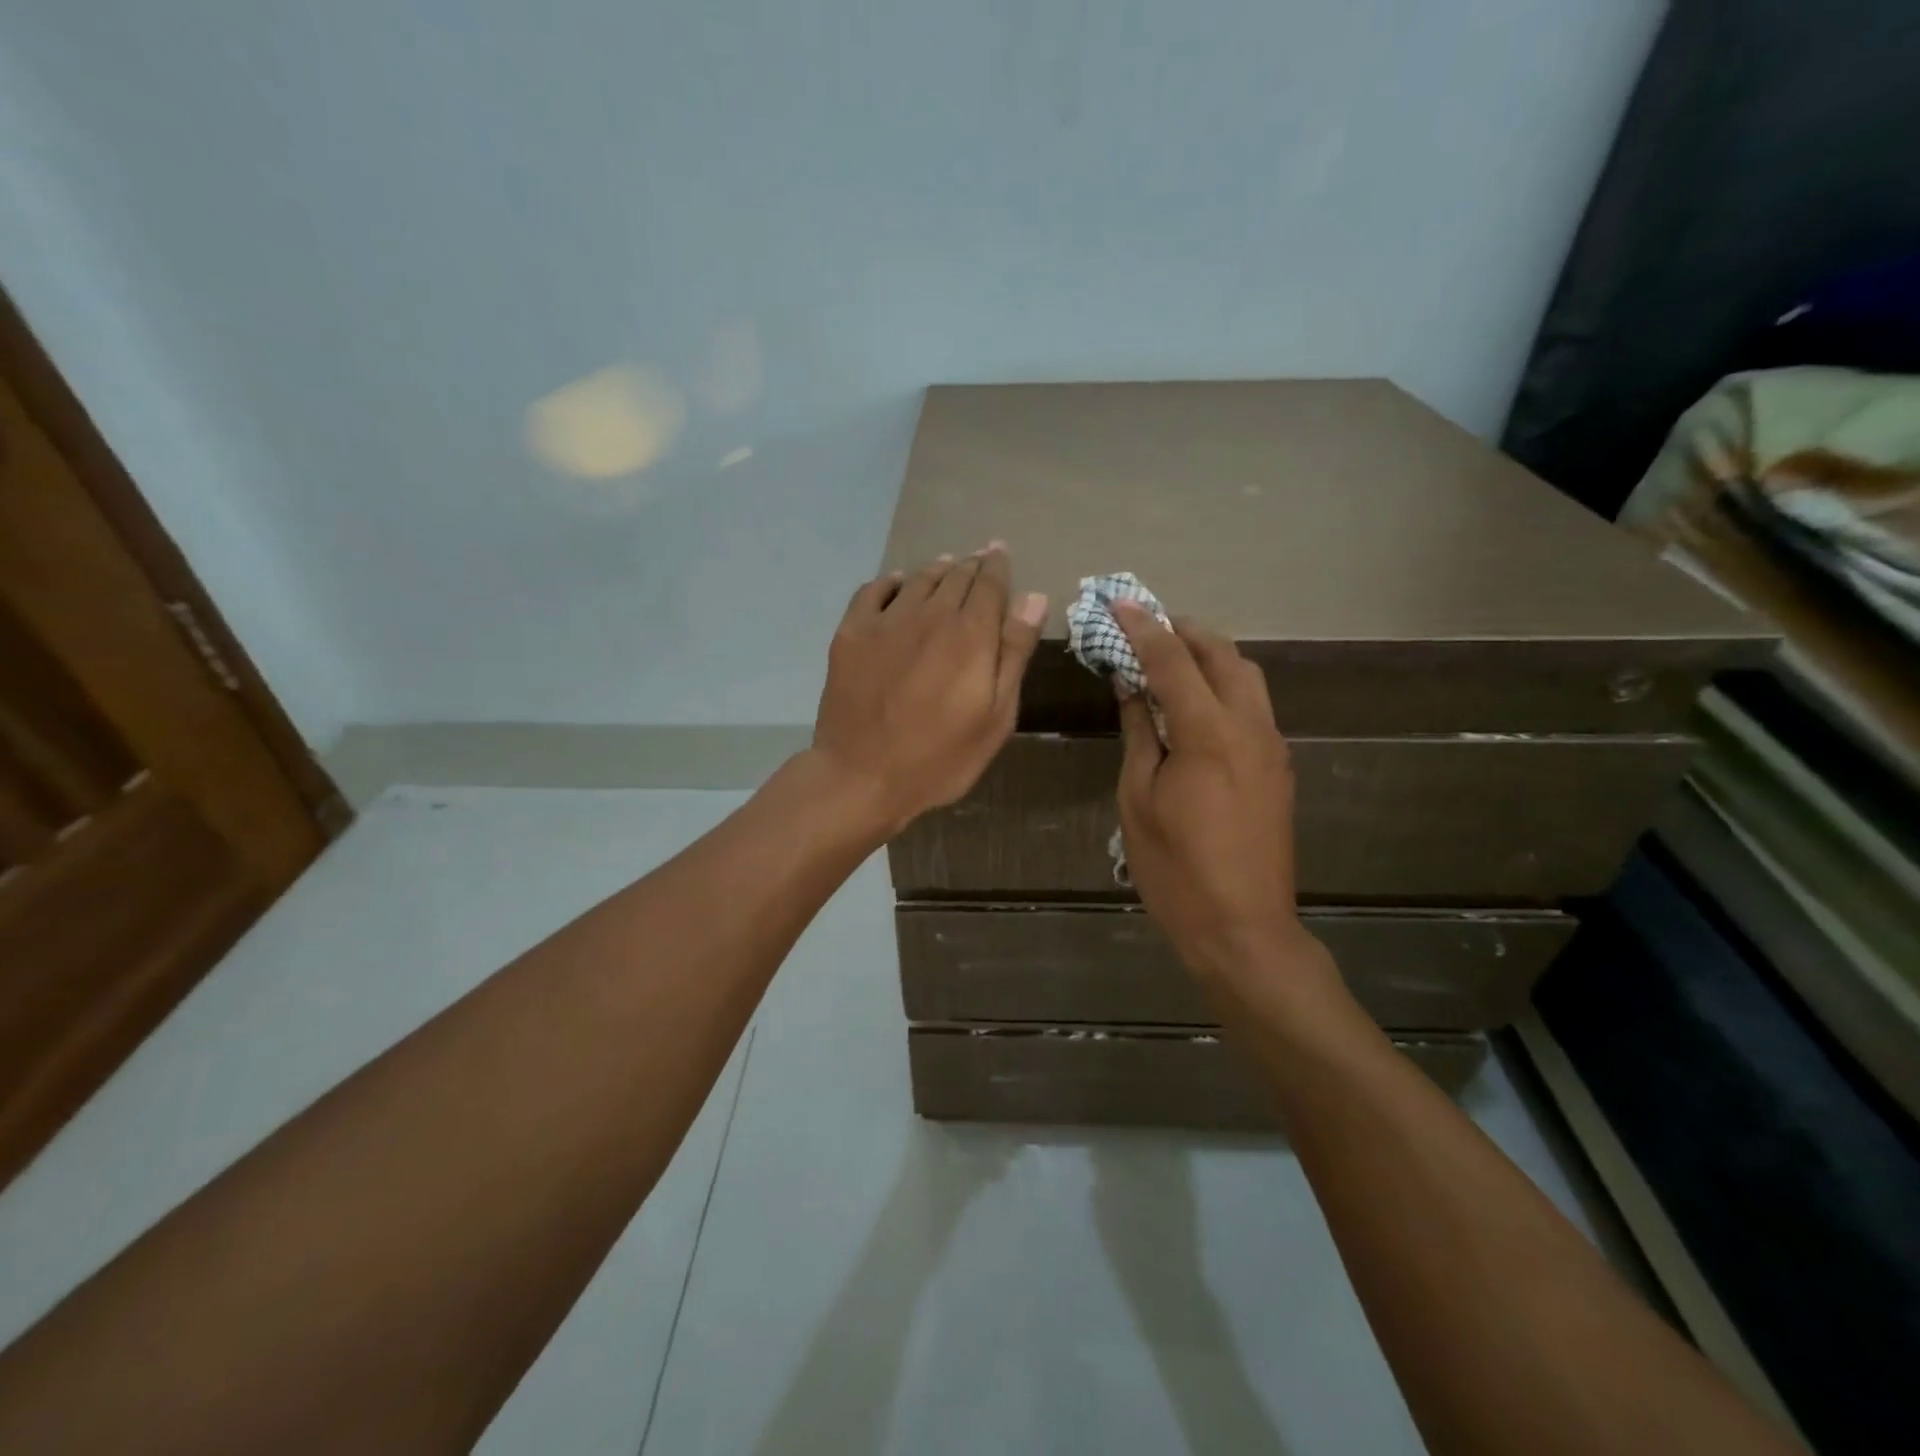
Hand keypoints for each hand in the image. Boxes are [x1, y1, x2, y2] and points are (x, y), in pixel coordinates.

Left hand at [811, 544, 1046, 835]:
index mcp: (970, 634)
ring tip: (948, 566)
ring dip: (937, 569)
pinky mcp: (851, 634)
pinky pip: (873, 591)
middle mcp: (929, 615)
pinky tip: (898, 585)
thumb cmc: (940, 758)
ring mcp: (885, 622)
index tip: (1001, 552)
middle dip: (971, 565)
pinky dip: (891, 582)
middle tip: (980, 558)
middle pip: (955, 576)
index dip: (998, 565)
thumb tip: (1034, 598)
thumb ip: (1014, 653)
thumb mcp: (995, 716)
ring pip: (918, 579)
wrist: (862, 776)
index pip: (989, 584)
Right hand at [1111, 601, 1314, 980]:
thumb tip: (1132, 686)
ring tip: (1172, 656)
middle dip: (1184, 630)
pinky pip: (1254, 704)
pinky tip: (1197, 701)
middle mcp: (1250, 727)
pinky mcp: (1279, 767)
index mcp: (1208, 733)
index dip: (1143, 628)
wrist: (1244, 929)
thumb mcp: (1139, 799)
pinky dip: (1225, 684)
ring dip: (1210, 655)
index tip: (1118, 603)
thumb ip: (1140, 734)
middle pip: (1222, 655)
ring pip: (1247, 675)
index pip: (1173, 660)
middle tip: (1146, 624)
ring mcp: (1272, 746)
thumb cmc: (1176, 870)